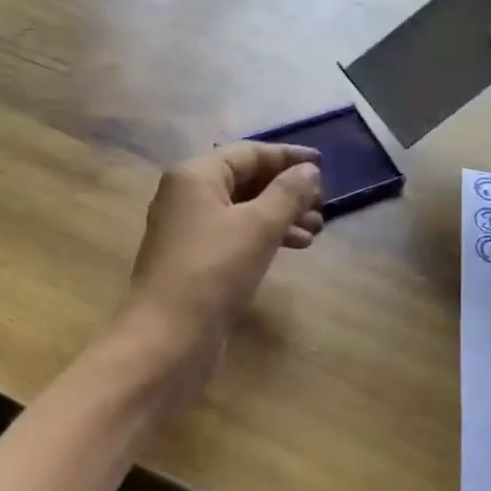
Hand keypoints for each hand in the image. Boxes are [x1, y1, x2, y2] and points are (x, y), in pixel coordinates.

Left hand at [122, 143, 323, 353]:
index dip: (287, 157)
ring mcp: (187, 229)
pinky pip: (234, 234)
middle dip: (286, 191)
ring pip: (242, 210)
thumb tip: (309, 171)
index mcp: (195, 175)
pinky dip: (263, 236)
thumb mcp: (259, 226)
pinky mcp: (193, 259)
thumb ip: (288, 193)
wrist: (168, 337)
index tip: (323, 165)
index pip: (248, 152)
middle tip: (321, 206)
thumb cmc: (215, 271)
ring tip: (315, 231)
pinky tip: (292, 248)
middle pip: (244, 180)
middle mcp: (186, 195)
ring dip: (280, 216)